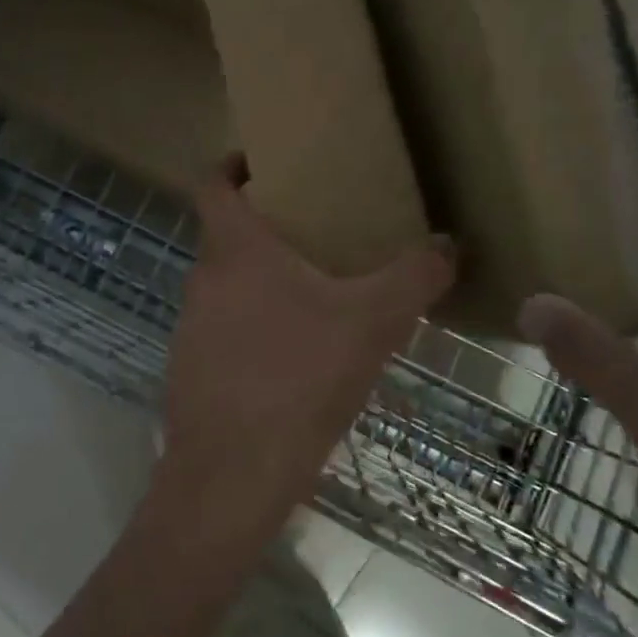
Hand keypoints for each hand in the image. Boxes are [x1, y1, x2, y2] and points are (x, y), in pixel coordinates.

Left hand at [157, 156, 454, 538]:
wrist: (232, 475)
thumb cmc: (297, 378)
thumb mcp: (372, 322)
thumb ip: (414, 277)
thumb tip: (447, 244)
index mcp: (234, 250)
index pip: (211, 183)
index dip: (230, 165)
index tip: (260, 161)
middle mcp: (202, 279)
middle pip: (226, 236)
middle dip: (265, 229)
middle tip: (314, 233)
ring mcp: (190, 327)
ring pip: (227, 286)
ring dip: (262, 283)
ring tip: (314, 297)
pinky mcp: (191, 369)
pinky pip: (225, 331)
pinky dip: (254, 329)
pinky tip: (293, 360)